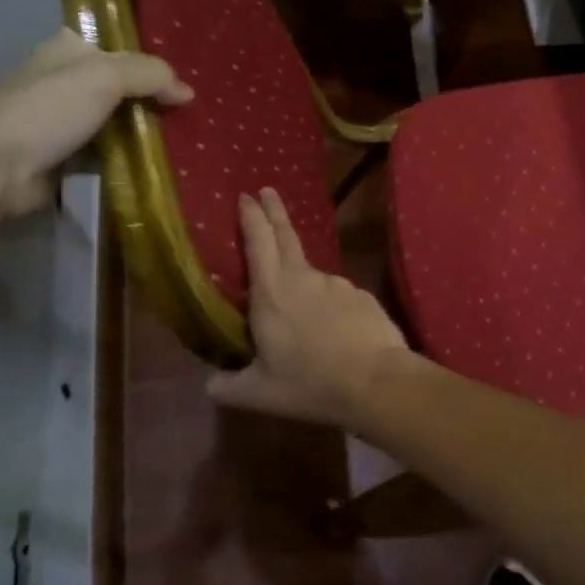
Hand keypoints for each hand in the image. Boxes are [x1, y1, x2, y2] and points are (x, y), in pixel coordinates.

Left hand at [0, 30, 191, 219]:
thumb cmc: (46, 111)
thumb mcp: (105, 77)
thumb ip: (150, 75)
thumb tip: (187, 92)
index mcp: (66, 49)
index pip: (120, 49)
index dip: (151, 63)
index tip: (184, 83)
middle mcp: (63, 80)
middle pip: (121, 87)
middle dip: (151, 100)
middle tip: (191, 114)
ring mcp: (62, 121)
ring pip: (116, 121)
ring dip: (144, 132)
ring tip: (185, 140)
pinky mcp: (64, 157)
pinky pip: (108, 152)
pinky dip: (129, 158)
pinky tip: (158, 164)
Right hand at [208, 189, 416, 427]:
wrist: (376, 381)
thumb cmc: (309, 384)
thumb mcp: (258, 394)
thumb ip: (228, 386)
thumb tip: (209, 384)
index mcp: (271, 293)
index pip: (257, 242)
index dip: (251, 216)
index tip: (246, 196)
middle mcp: (303, 278)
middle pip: (286, 235)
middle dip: (274, 211)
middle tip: (267, 190)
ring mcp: (337, 284)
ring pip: (312, 275)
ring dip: (302, 281)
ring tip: (302, 317)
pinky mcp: (362, 296)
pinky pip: (338, 297)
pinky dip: (330, 307)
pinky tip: (335, 333)